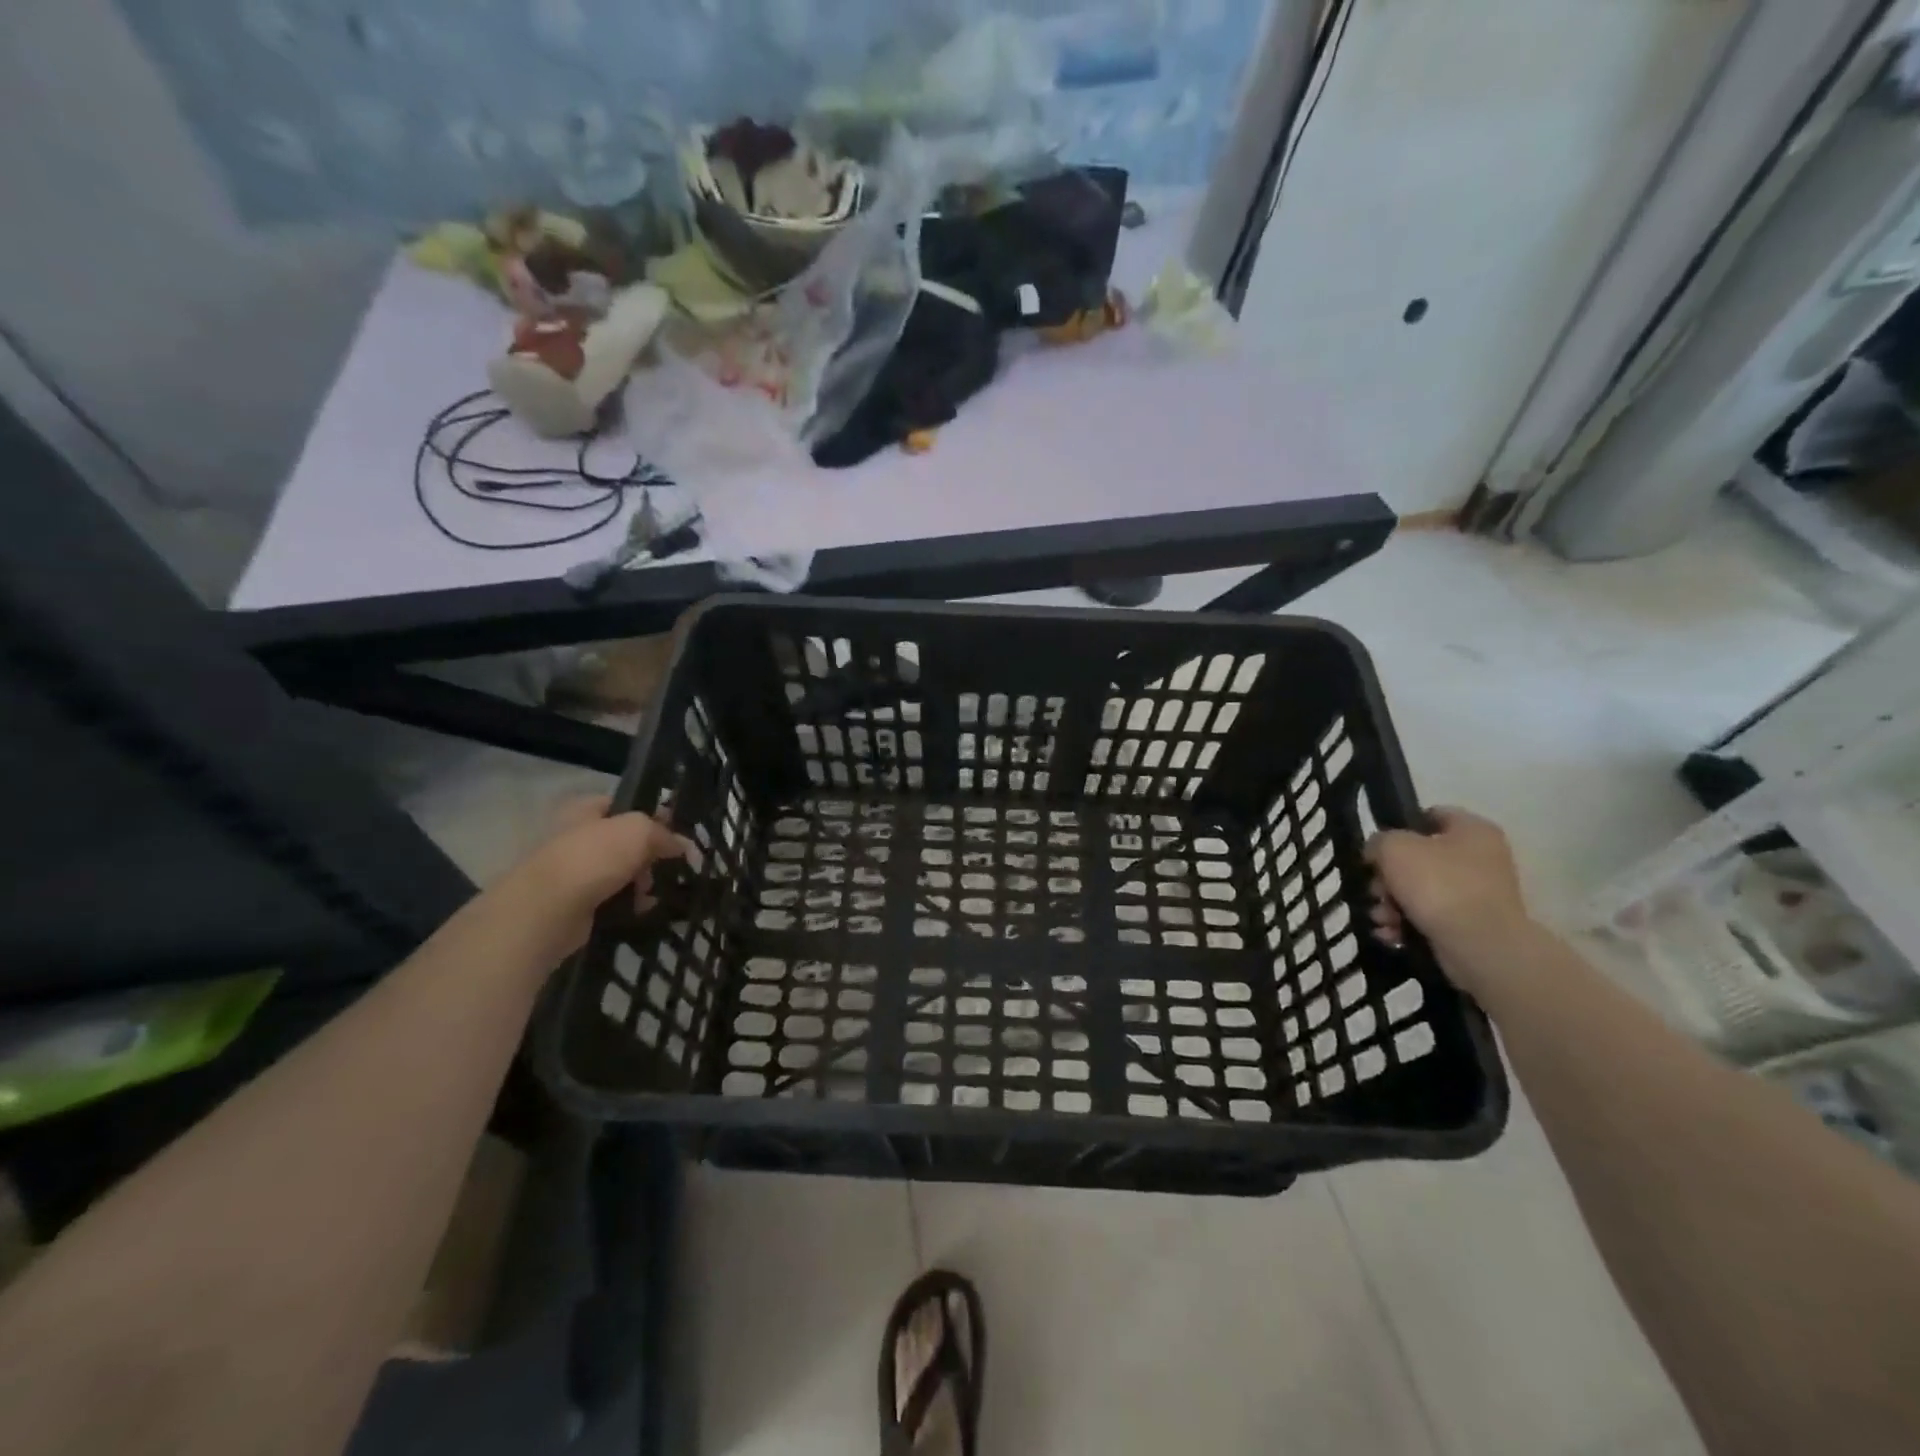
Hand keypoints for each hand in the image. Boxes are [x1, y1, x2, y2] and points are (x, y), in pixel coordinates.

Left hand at [502, 800, 690, 960]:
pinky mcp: (575, 903)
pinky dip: (629, 903)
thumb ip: (664, 834)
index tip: (676, 831)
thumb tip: (683, 846)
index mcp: (584, 809)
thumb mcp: (639, 831)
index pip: (623, 804)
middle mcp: (576, 836)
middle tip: (666, 866)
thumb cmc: (593, 858)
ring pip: (621, 871)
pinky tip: (640, 909)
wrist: (548, 910)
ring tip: (651, 893)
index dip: (651, 815)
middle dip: (649, 855)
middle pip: (626, 841)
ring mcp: (573, 871)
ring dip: (642, 882)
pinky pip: (612, 898)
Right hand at [1365, 807, 1529, 990]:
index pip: (1431, 815)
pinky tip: (1391, 933)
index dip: (1400, 827)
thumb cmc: (1439, 885)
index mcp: (1472, 830)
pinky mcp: (1472, 925)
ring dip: (1392, 903)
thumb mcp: (1394, 848)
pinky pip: (1430, 917)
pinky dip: (1406, 924)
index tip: (1378, 848)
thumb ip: (1379, 841)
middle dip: (1389, 877)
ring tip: (1381, 918)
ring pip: (1420, 890)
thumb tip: (1377, 852)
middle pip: (1419, 858)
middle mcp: (1481, 858)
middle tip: (1375, 889)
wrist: (1480, 946)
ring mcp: (1478, 894)